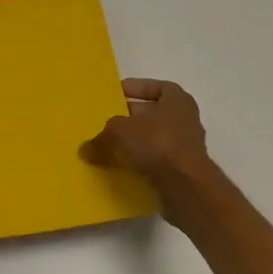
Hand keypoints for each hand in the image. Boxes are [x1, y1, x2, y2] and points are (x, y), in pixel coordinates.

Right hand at [80, 78, 212, 191]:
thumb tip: (86, 148)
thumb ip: (101, 136)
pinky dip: (140, 162)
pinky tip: (121, 167)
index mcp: (178, 100)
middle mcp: (186, 120)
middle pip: (154, 114)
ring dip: (135, 142)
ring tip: (110, 146)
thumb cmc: (156, 144)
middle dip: (131, 117)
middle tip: (107, 121)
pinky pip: (156, 160)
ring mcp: (186, 146)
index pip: (157, 87)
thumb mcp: (119, 132)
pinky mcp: (183, 170)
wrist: (184, 186)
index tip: (117, 94)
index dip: (137, 88)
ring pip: (154, 138)